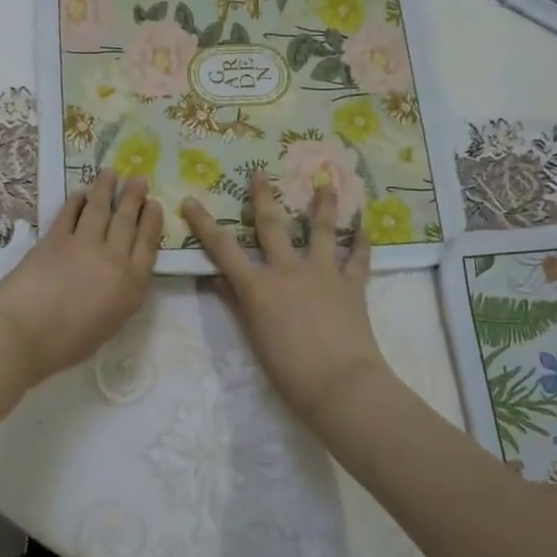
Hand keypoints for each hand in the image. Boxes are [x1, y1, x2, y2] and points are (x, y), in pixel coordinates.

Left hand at [0, 171, 161, 387]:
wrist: (22, 333)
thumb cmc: (66, 344)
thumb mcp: (109, 324)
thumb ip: (120, 295)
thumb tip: (119, 275)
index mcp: (131, 285)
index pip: (148, 244)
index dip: (151, 221)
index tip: (154, 204)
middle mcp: (113, 259)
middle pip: (127, 221)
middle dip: (134, 198)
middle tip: (138, 179)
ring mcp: (83, 245)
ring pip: (100, 209)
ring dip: (106, 188)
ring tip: (111, 173)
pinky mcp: (55, 238)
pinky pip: (70, 213)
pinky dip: (77, 201)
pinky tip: (81, 194)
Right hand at [181, 170, 392, 427]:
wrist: (341, 384)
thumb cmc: (289, 371)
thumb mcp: (254, 338)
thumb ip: (238, 303)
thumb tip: (220, 278)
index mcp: (258, 287)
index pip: (223, 249)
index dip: (204, 223)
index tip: (191, 200)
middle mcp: (288, 270)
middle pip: (272, 226)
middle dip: (263, 197)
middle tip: (260, 173)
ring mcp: (323, 273)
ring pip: (322, 231)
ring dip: (323, 206)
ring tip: (327, 184)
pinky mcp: (352, 284)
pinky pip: (359, 259)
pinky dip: (362, 244)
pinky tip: (366, 228)